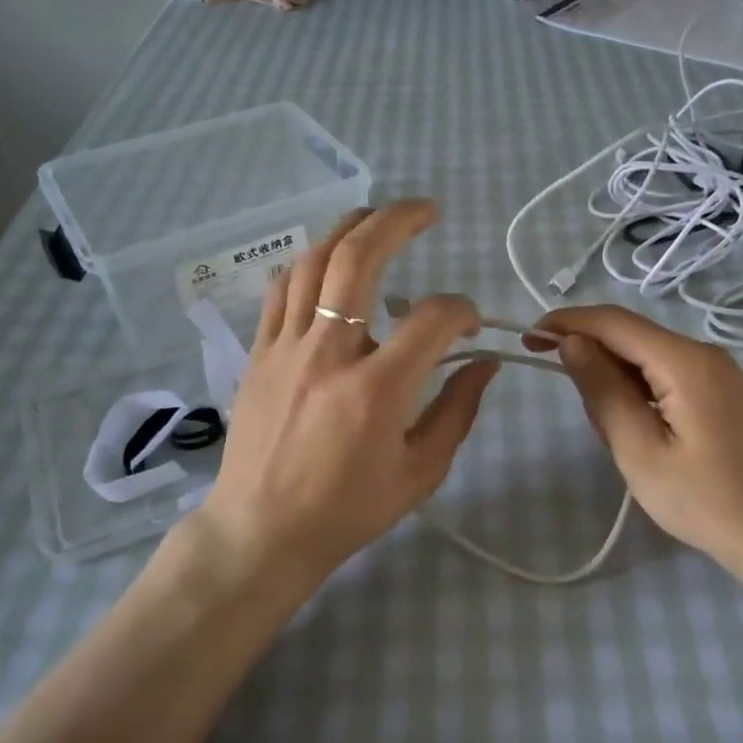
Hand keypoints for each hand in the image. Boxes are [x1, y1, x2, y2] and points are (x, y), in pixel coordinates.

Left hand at [194, 201, 497, 590]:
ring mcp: (285, 349)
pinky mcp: (258, 354)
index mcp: (377, 391)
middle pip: (359, 259)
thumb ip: (458, 412)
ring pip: (313, 262)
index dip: (461, 309)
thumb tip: (484, 364)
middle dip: (398, 220)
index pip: (432, 318)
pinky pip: (280, 290)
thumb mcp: (420, 473)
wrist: (261, 532)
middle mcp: (328, 355)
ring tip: (375, 218)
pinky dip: (307, 264)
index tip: (470, 321)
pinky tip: (326, 261)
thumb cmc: (347, 510)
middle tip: (426, 210)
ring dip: (348, 228)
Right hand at [540, 305, 742, 577]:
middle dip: (594, 363)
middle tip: (591, 423)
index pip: (613, 322)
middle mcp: (703, 353)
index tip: (528, 340)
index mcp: (684, 361)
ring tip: (621, 442)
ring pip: (647, 359)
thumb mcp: (639, 450)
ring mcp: (717, 372)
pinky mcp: (722, 393)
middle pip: (631, 337)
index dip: (566, 323)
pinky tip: (643, 436)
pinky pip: (666, 377)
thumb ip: (603, 390)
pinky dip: (640, 395)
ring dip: (617, 385)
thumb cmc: (705, 500)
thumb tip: (571, 342)